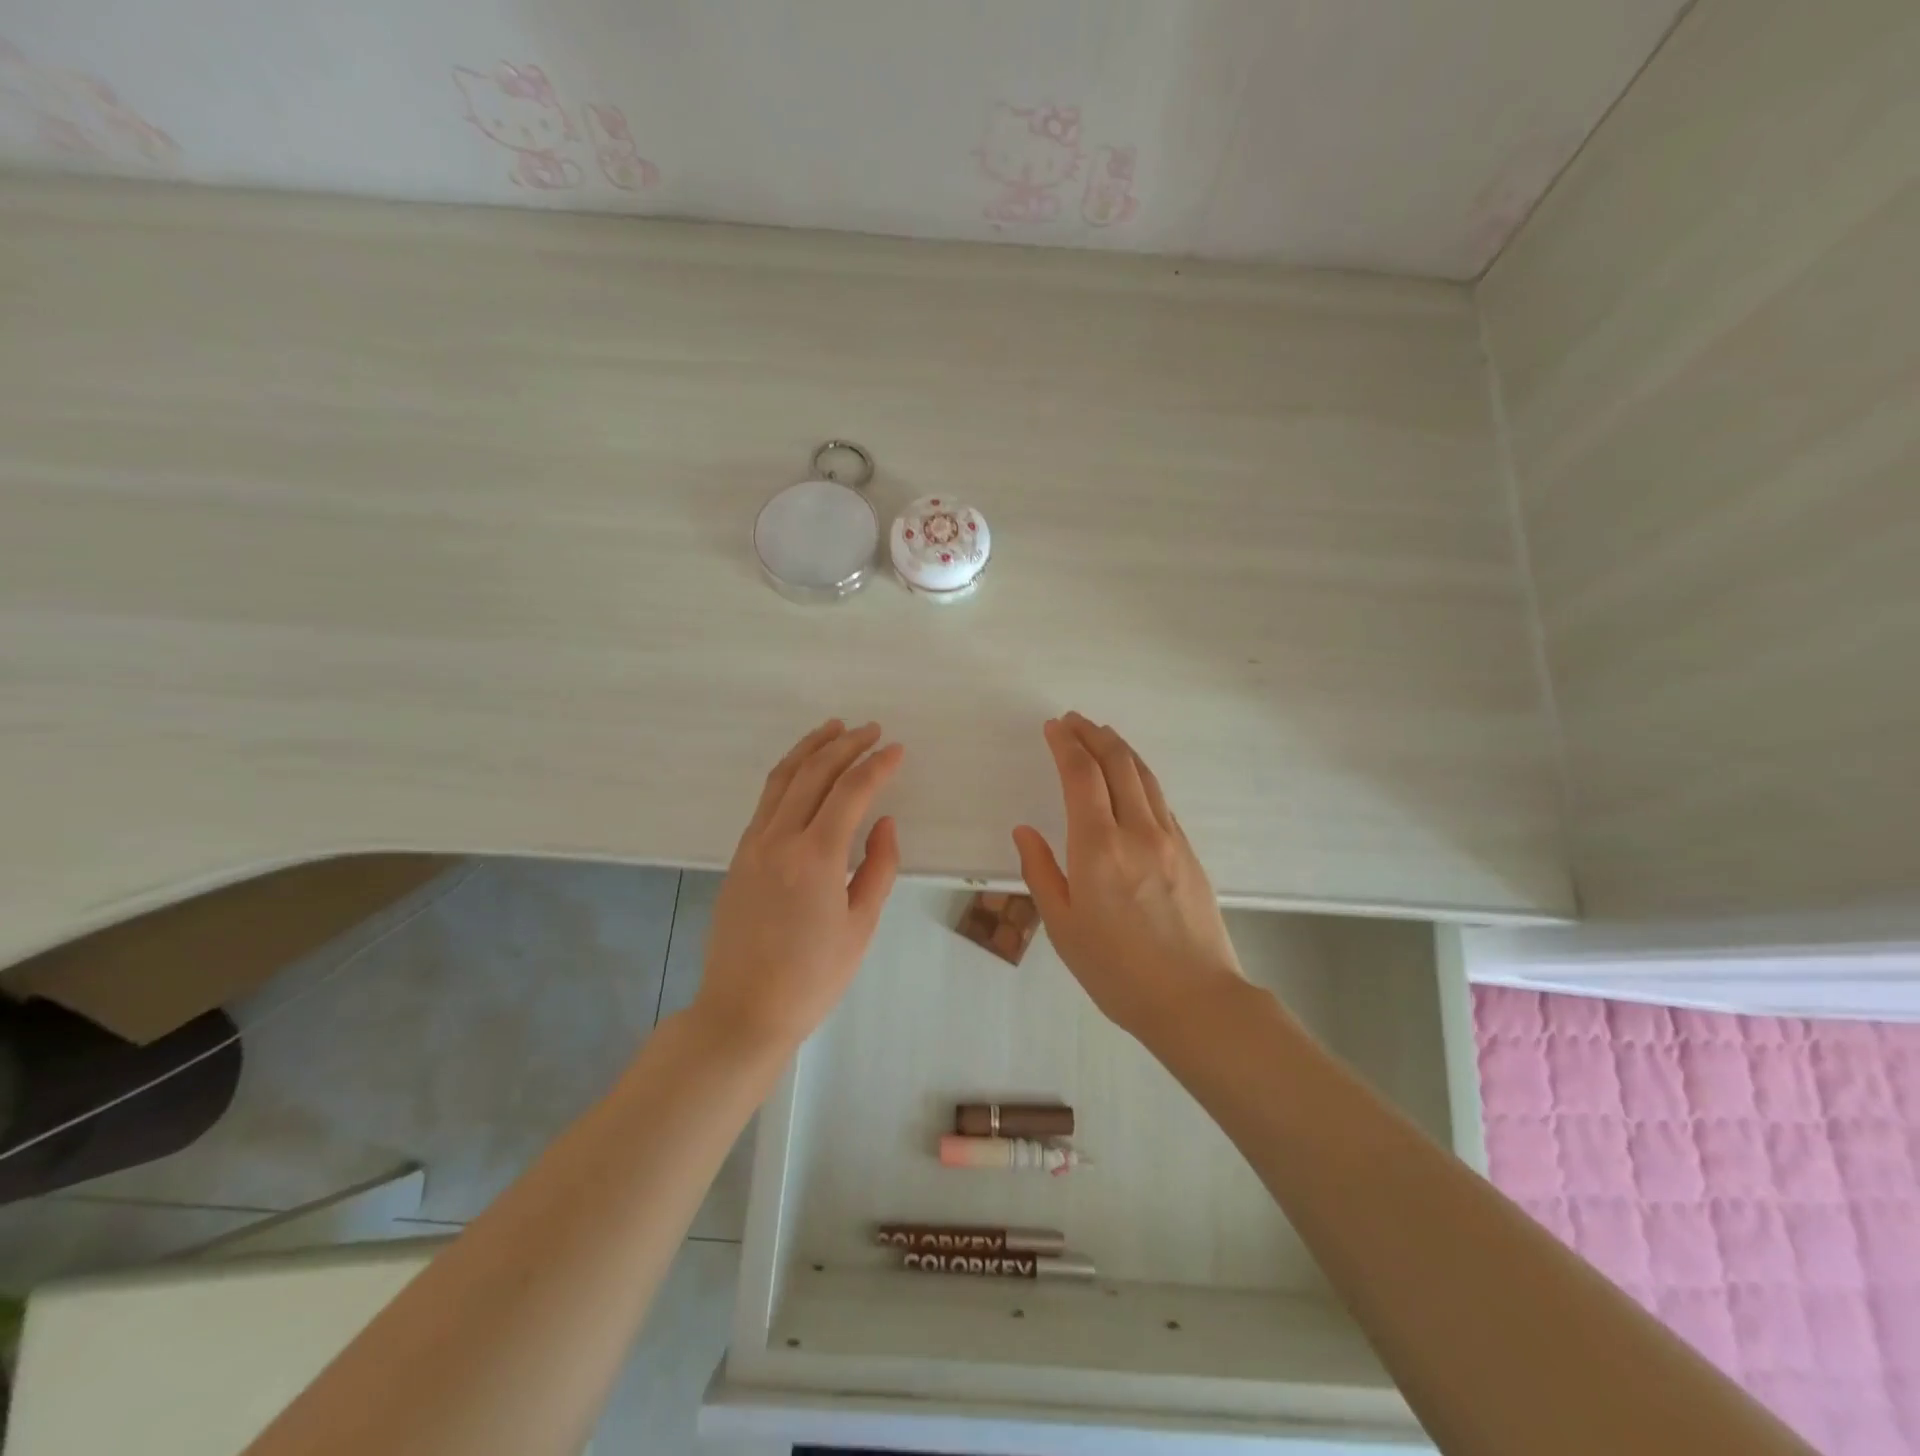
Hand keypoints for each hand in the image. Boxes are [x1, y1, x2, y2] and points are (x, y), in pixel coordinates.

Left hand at [695, 720, 903, 1051]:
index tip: (897, 750)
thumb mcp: (860, 926)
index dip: (877, 766)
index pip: (851, 792)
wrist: (743, 1011)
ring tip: (834, 729)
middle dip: (846, 745)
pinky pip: (766, 800)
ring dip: (811, 748)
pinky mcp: (739, 856)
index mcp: (816, 857)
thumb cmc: (812, 977)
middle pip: (814, 774)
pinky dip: (789, 774)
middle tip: (872, 730)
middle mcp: (780, 839)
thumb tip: (884, 822)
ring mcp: (753, 845)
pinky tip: (804, 772)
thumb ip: (879, 867)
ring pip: (782, 779)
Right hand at [1013, 712, 1242, 1036]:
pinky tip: (1131, 779)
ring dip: (1120, 748)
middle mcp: (1137, 831)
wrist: (1195, 1000)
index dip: (1066, 744)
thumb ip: (1041, 872)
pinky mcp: (1189, 852)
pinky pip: (1161, 799)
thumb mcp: (1063, 927)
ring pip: (1144, 776)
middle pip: (1117, 763)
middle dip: (1093, 734)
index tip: (1053, 727)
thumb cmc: (1117, 971)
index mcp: (1098, 848)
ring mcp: (1170, 839)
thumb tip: (1025, 831)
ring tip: (1102, 734)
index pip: (1081, 775)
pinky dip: (1140, 776)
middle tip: (1074, 719)